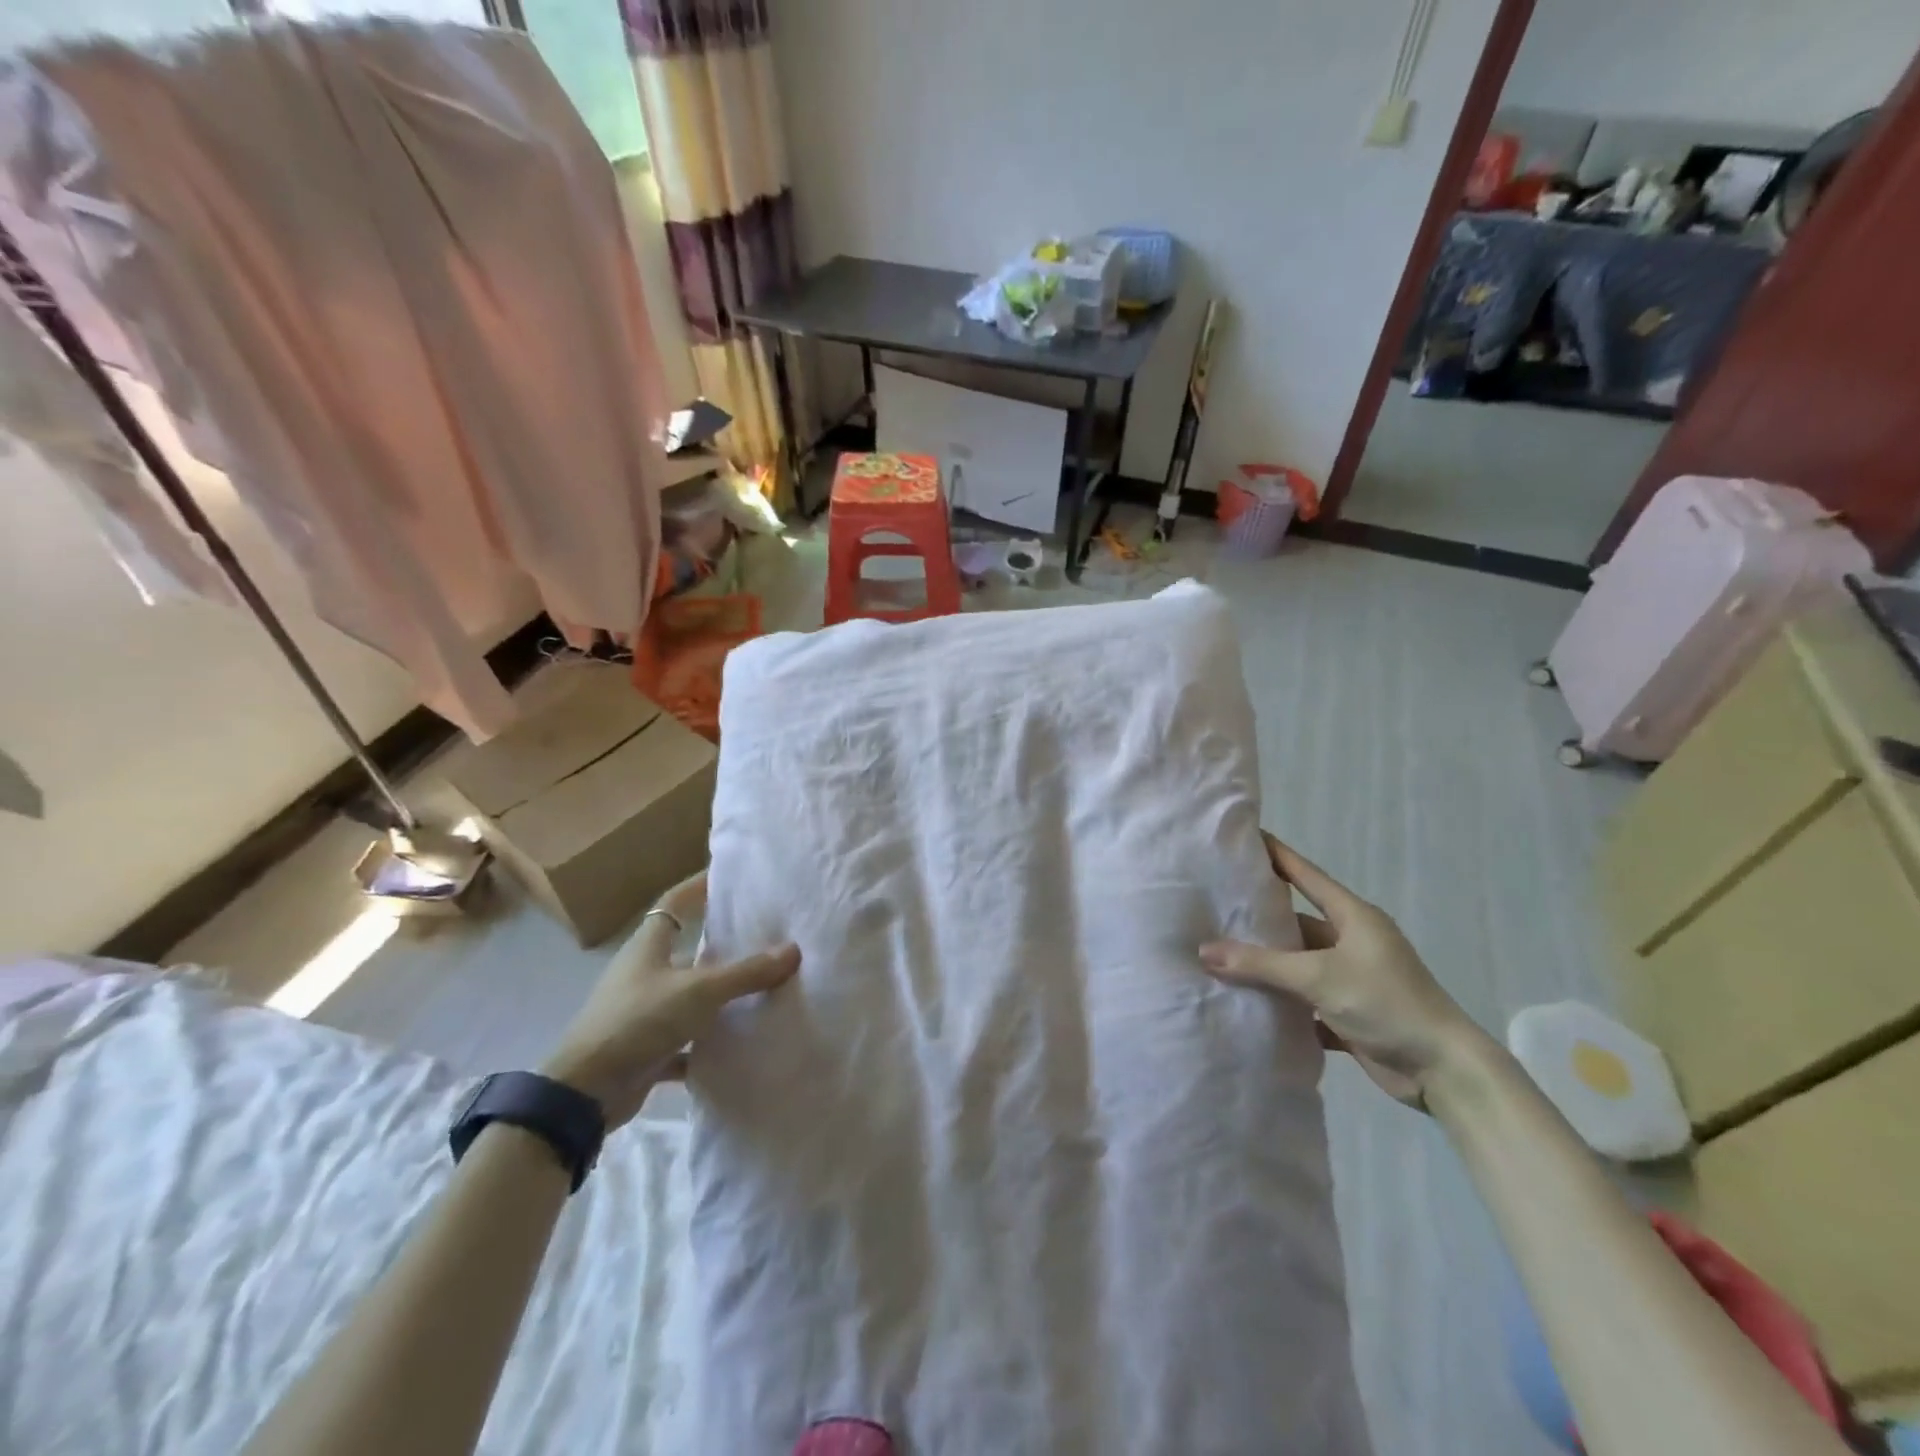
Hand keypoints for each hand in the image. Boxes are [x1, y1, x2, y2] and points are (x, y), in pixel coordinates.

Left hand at [542, 871, 798, 1127]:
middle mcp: (644, 973)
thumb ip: (746, 972)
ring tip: (762, 987)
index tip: (730, 877)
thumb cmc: (638, 1021)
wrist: (585, 1092)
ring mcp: (643, 1012)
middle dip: (720, 943)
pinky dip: (708, 1044)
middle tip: (763, 935)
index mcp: (649, 946)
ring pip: (689, 996)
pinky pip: (685, 1041)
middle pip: (685, 948)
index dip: (699, 886)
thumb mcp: (699, 991)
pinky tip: (738, 1046)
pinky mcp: (646, 1049)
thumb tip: (793, 950)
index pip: (675, 902)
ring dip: (718, 996)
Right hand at [1199, 833, 1487, 1108]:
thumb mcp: (1319, 977)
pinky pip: (1305, 1000)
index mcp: (1353, 918)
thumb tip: (1203, 951)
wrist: (1445, 1072)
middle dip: (1259, 919)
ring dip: (1267, 966)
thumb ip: (1260, 964)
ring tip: (1218, 956)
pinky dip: (1281, 1003)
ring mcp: (1352, 978)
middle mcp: (1352, 942)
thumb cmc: (1387, 1004)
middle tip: (1213, 906)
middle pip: (1297, 922)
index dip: (1276, 855)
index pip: (1306, 875)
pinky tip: (1247, 1003)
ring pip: (1299, 964)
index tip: (1244, 838)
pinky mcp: (1350, 1013)